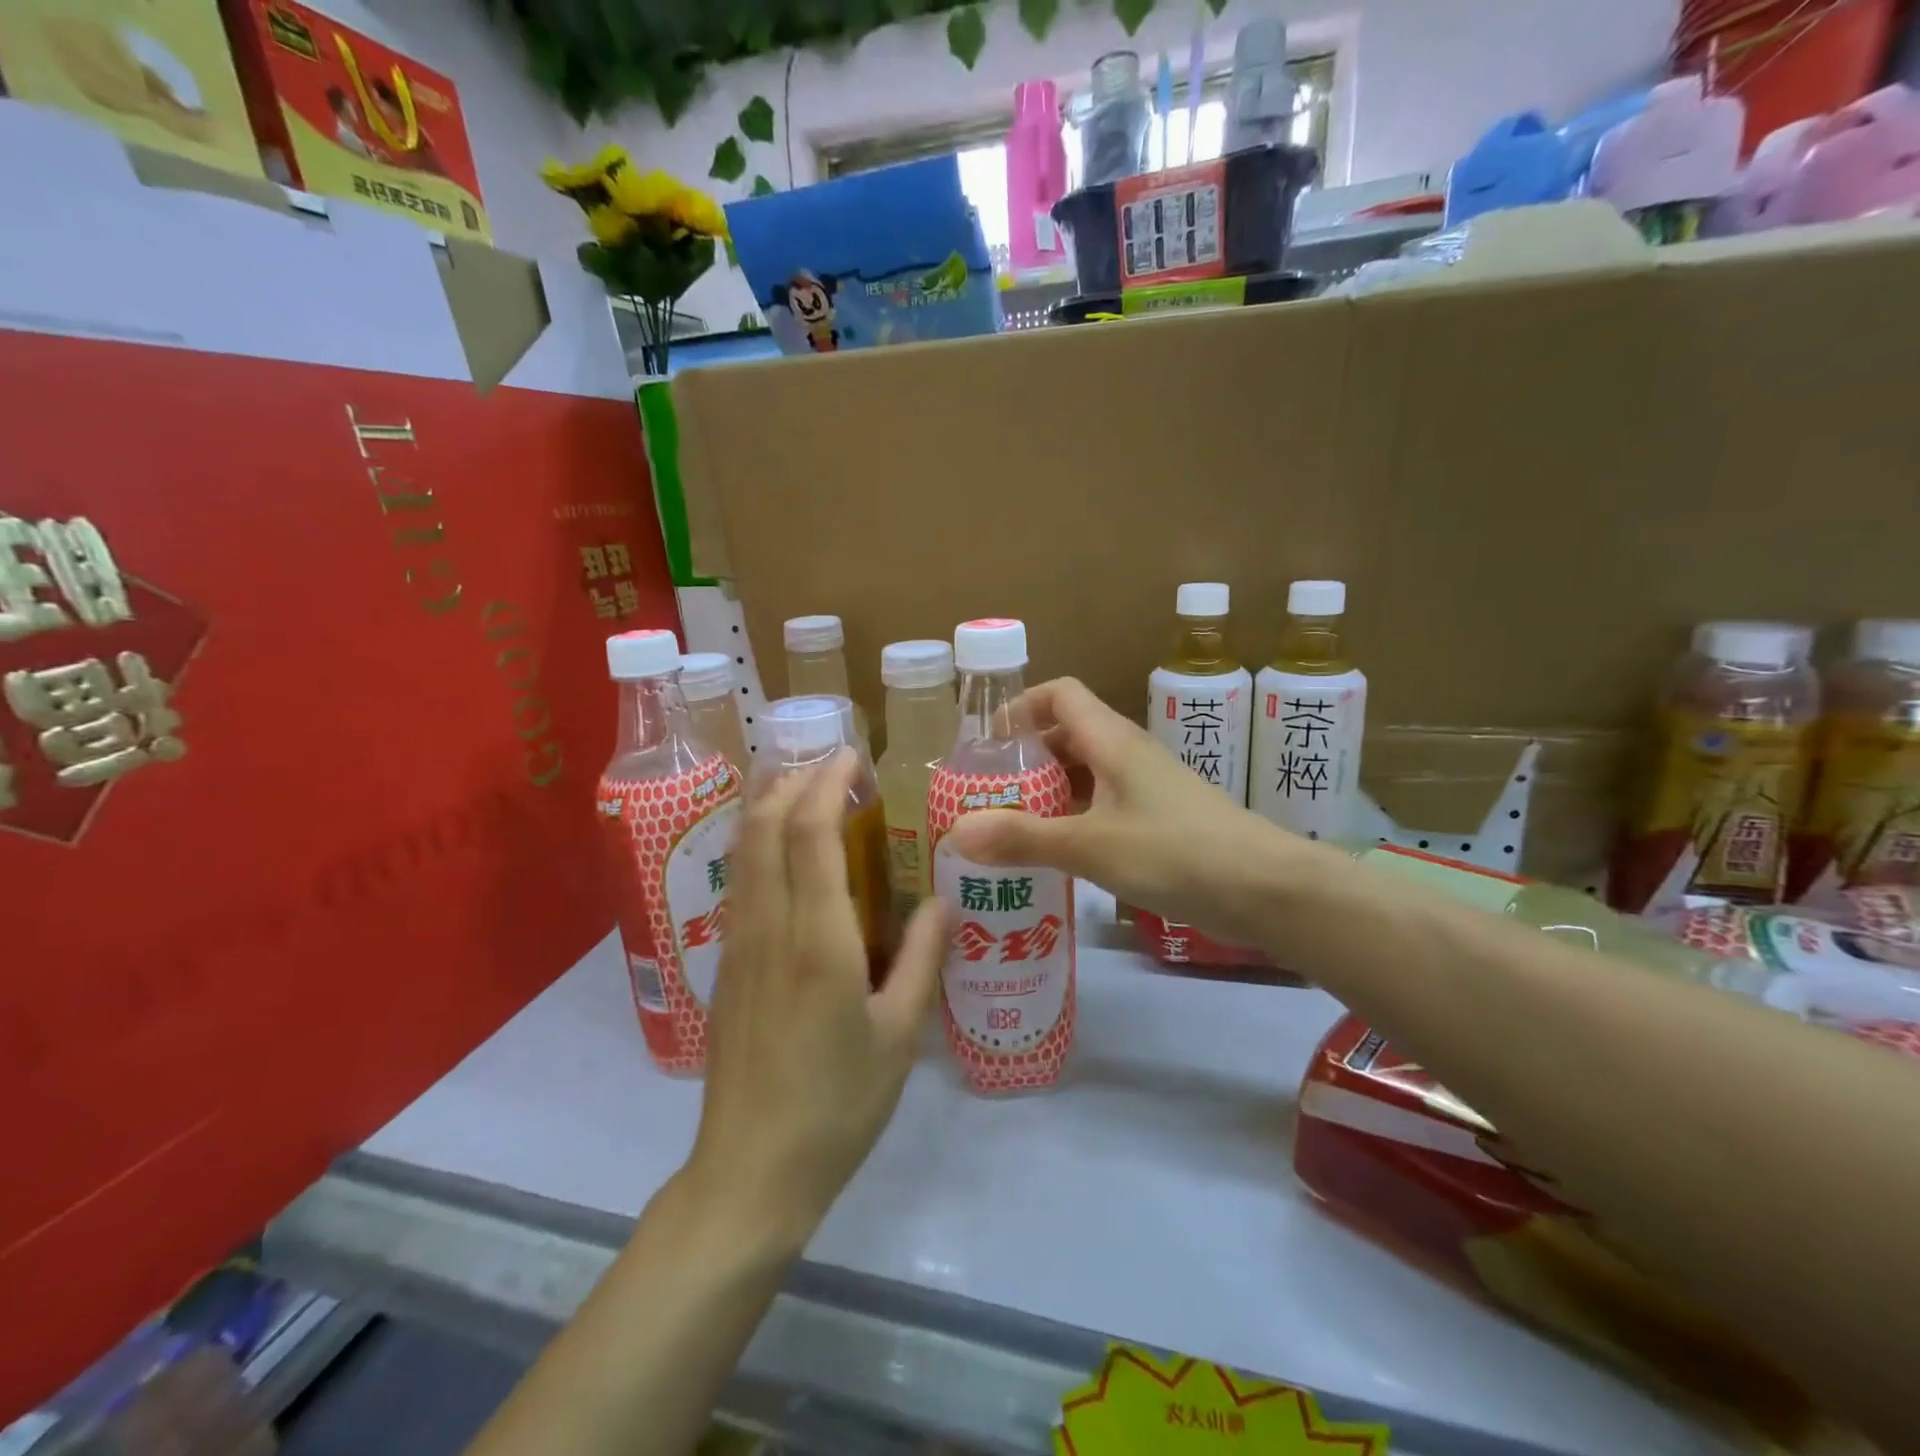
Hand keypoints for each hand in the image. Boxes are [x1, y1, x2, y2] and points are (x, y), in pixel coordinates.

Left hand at [685, 750, 948, 1255]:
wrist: (751, 1172)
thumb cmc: (838, 1105)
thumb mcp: (900, 1036)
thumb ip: (923, 960)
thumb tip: (941, 901)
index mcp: (817, 940)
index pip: (811, 833)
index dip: (827, 782)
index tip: (850, 755)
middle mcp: (769, 927)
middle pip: (764, 826)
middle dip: (793, 780)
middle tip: (830, 763)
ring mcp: (739, 945)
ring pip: (743, 850)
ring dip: (768, 805)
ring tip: (801, 785)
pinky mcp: (726, 965)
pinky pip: (741, 881)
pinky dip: (758, 843)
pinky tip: (783, 850)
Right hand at [946, 678, 1305, 946]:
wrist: (1267, 889)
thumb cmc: (1175, 852)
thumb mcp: (1091, 846)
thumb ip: (1024, 839)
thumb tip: (956, 832)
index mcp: (1113, 741)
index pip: (1060, 694)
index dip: (1021, 707)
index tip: (987, 743)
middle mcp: (1129, 754)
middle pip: (1068, 735)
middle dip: (1026, 759)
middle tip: (988, 795)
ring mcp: (1148, 788)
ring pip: (1087, 774)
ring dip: (1049, 793)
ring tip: (1012, 828)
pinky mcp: (1161, 820)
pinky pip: (1106, 805)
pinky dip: (1076, 819)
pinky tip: (1059, 855)